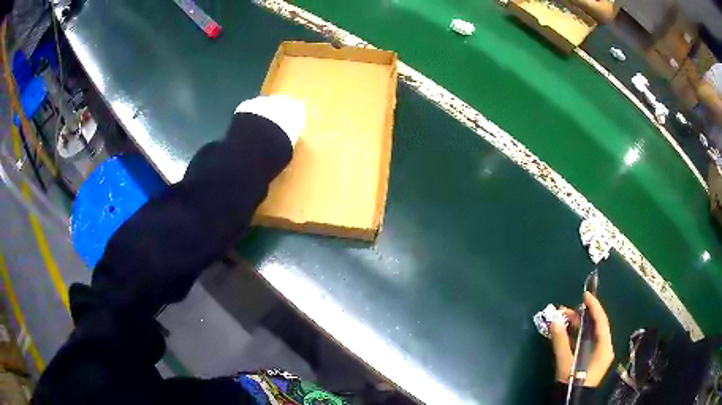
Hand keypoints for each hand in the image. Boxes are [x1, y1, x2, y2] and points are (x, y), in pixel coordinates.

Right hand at [550, 292, 613, 386]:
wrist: (572, 402)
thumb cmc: (573, 382)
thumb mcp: (565, 362)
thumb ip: (560, 341)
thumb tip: (554, 319)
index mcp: (604, 347)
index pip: (601, 321)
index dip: (594, 306)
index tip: (584, 294)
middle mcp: (604, 348)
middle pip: (594, 327)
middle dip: (580, 317)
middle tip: (564, 310)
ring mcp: (598, 354)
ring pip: (588, 334)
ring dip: (576, 326)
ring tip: (561, 320)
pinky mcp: (590, 360)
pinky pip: (584, 342)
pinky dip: (575, 336)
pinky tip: (564, 333)